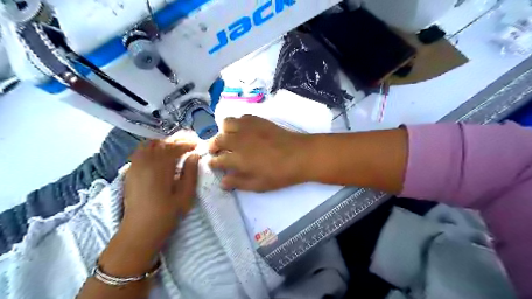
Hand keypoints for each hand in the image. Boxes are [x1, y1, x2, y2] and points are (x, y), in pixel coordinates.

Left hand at [121, 139, 200, 251]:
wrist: (140, 230)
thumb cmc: (166, 214)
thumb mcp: (185, 195)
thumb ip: (190, 173)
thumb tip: (194, 156)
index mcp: (160, 168)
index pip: (173, 148)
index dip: (186, 144)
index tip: (196, 145)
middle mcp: (145, 163)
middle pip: (160, 143)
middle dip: (175, 141)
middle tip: (187, 145)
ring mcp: (135, 167)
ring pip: (147, 146)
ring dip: (162, 143)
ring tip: (174, 148)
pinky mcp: (129, 173)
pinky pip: (139, 153)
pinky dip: (150, 149)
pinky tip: (158, 156)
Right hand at [206, 115, 307, 191]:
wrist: (300, 155)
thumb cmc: (280, 174)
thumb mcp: (258, 185)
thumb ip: (238, 183)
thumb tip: (222, 182)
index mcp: (237, 159)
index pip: (217, 160)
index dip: (213, 163)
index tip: (213, 164)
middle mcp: (238, 140)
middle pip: (218, 140)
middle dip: (213, 146)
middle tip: (217, 151)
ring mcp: (248, 128)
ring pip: (226, 123)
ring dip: (224, 131)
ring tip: (229, 138)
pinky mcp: (258, 120)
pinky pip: (241, 117)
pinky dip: (238, 123)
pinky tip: (243, 130)